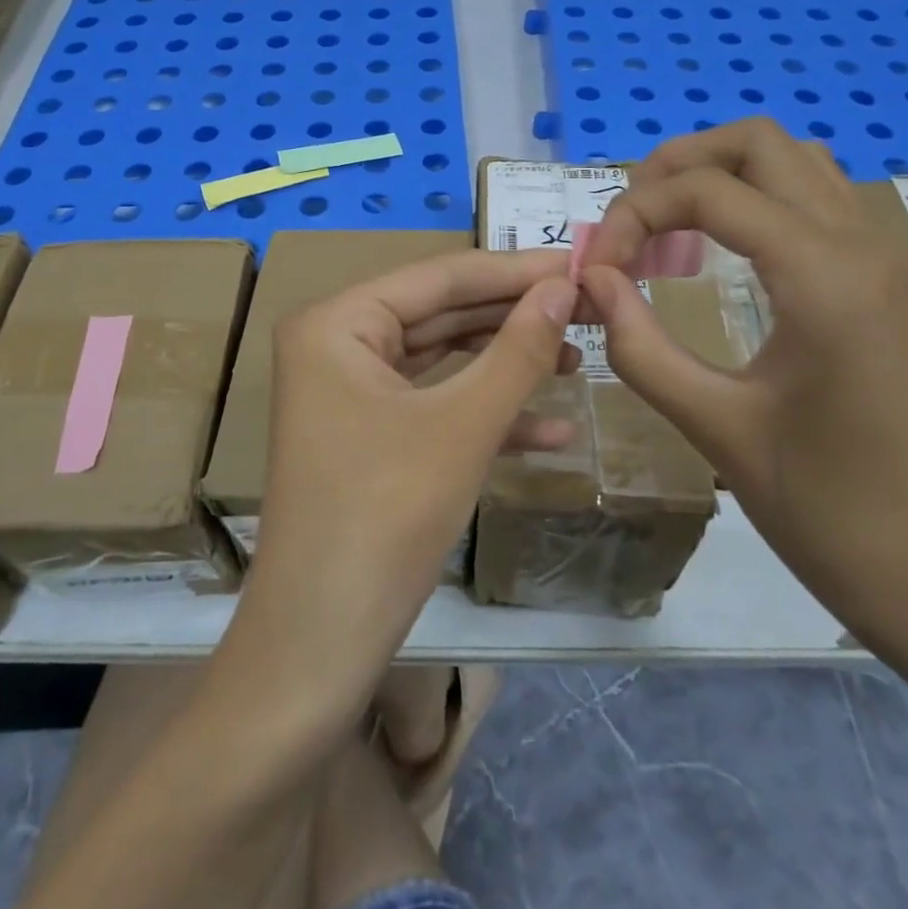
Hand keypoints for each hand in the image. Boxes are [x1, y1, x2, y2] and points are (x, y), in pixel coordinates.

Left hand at [232, 248, 577, 719]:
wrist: (318, 646)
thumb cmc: (386, 518)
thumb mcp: (463, 426)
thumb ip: (518, 349)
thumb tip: (566, 286)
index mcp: (338, 322)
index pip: (440, 277)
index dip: (516, 270)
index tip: (583, 262)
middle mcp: (336, 344)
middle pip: (442, 314)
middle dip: (515, 317)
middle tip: (589, 307)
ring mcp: (349, 391)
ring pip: (442, 360)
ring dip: (507, 364)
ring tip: (579, 358)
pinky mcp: (367, 434)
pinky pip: (433, 404)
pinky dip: (487, 414)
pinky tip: (554, 430)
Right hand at [577, 119, 907, 706]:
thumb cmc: (829, 513)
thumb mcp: (715, 428)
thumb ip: (639, 345)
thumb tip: (591, 279)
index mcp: (823, 275)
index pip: (708, 191)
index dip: (635, 214)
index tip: (598, 269)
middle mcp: (859, 244)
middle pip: (759, 143)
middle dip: (677, 166)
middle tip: (628, 223)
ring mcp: (879, 258)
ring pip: (792, 162)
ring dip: (719, 176)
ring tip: (666, 230)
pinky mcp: (880, 283)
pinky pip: (811, 201)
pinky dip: (752, 202)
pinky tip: (717, 256)